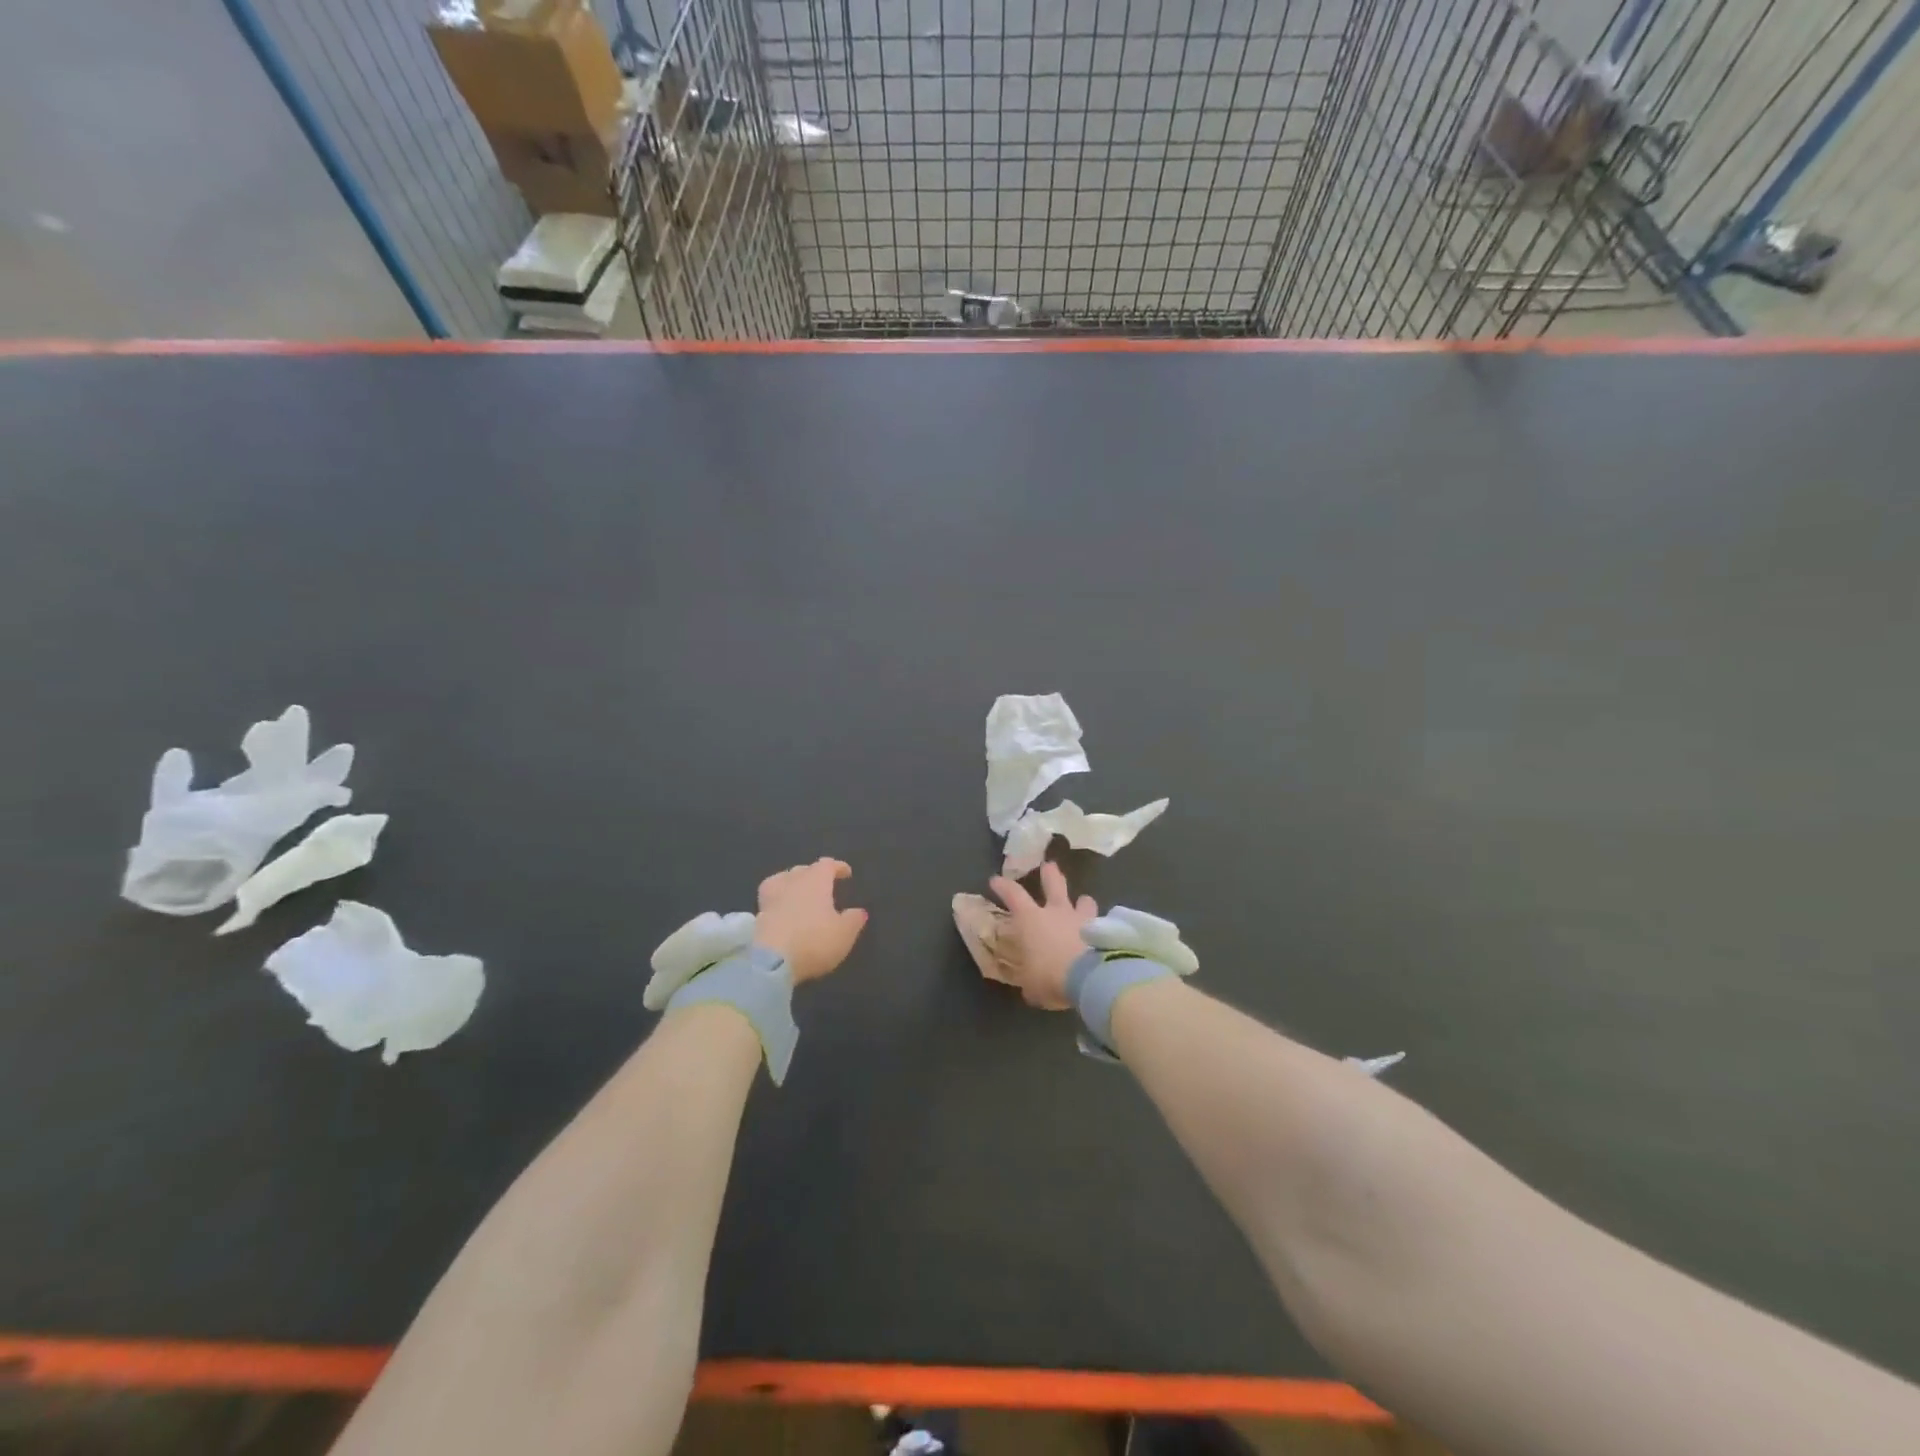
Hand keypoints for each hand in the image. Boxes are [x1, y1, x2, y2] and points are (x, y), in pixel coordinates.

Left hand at [754, 858, 867, 984]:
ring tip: (799, 893)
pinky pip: (770, 900)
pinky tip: (782, 910)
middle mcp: (792, 882)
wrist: (771, 962)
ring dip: (792, 884)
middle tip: (823, 885)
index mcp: (816, 880)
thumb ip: (853, 920)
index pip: (827, 865)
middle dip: (814, 874)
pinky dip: (778, 901)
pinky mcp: (757, 916)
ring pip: (782, 880)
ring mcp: (772, 897)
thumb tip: (859, 911)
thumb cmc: (814, 941)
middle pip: (803, 870)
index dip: (837, 867)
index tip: (846, 873)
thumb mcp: (844, 934)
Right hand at [986, 862, 1098, 1009]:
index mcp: (1031, 920)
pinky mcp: (1103, 931)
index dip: (1003, 886)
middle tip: (1049, 865)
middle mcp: (1057, 912)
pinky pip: (1101, 923)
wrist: (1090, 976)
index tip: (995, 880)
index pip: (1013, 895)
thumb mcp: (1031, 986)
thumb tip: (1030, 989)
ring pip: (1083, 901)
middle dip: (1050, 874)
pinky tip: (1102, 934)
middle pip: (1053, 884)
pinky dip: (1100, 926)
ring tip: (1084, 901)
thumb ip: (1030, 982)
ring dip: (1082, 901)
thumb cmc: (1050, 976)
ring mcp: (1082, 919)